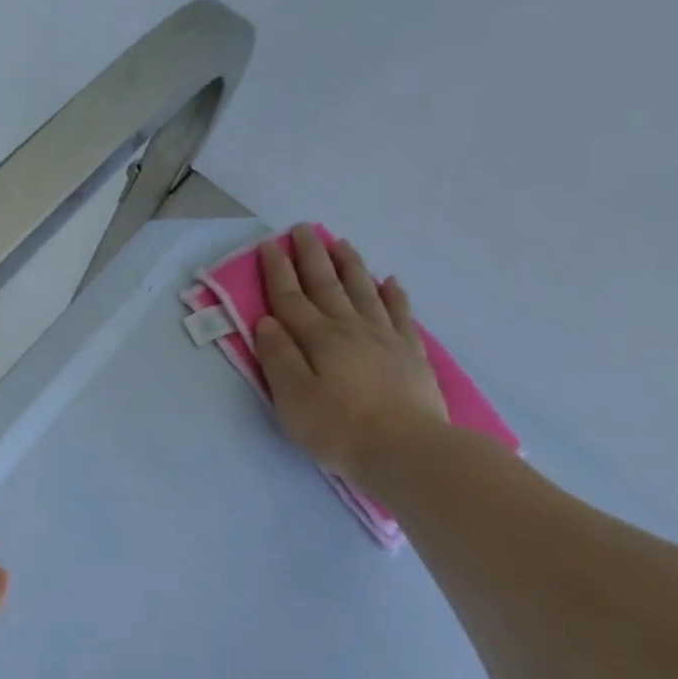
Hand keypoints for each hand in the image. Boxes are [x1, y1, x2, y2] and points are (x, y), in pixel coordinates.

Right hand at [254, 224, 446, 484]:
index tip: (269, 245)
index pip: (291, 299)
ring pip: (363, 291)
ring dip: (349, 265)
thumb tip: (267, 322)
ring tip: (340, 243)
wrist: (406, 449)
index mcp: (318, 339)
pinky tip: (389, 281)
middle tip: (303, 229)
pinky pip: (399, 313)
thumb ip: (278, 358)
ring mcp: (385, 338)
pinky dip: (392, 294)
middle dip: (312, 256)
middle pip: (327, 285)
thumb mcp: (293, 399)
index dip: (278, 272)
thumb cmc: (338, 428)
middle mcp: (351, 328)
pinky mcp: (409, 353)